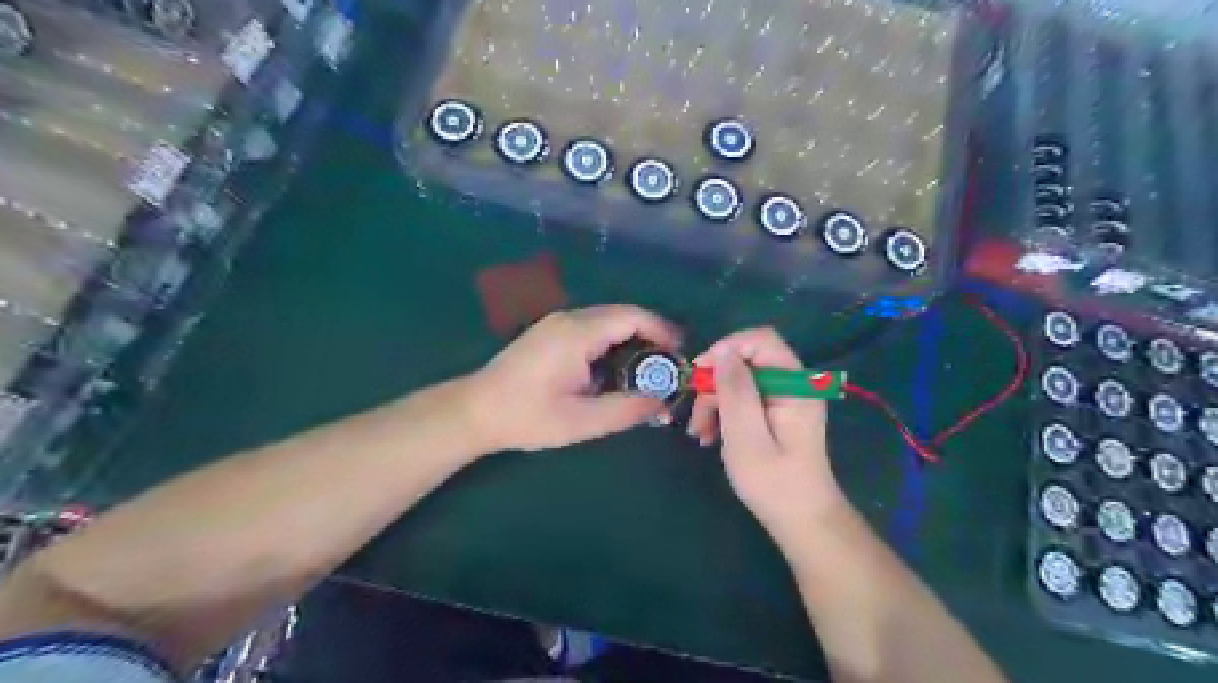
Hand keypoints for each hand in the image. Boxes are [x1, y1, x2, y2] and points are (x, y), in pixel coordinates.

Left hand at [465, 305, 680, 451]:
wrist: (474, 411)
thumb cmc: (526, 417)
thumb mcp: (581, 421)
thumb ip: (626, 409)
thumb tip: (662, 401)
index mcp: (578, 333)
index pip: (632, 317)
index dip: (662, 330)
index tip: (680, 354)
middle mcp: (569, 319)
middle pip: (622, 315)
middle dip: (651, 335)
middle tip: (669, 366)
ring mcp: (556, 323)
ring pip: (607, 320)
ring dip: (632, 339)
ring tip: (649, 370)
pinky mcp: (550, 333)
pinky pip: (592, 328)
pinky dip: (613, 342)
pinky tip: (616, 368)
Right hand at [684, 329, 848, 546]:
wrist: (802, 521)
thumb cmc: (775, 484)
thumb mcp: (747, 438)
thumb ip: (736, 392)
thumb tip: (724, 353)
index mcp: (795, 385)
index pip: (761, 340)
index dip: (727, 348)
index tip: (700, 373)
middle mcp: (793, 384)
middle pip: (746, 361)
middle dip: (715, 383)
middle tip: (696, 416)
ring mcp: (785, 399)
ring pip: (740, 380)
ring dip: (714, 401)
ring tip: (701, 434)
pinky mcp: (776, 413)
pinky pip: (744, 399)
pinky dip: (724, 412)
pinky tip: (711, 436)